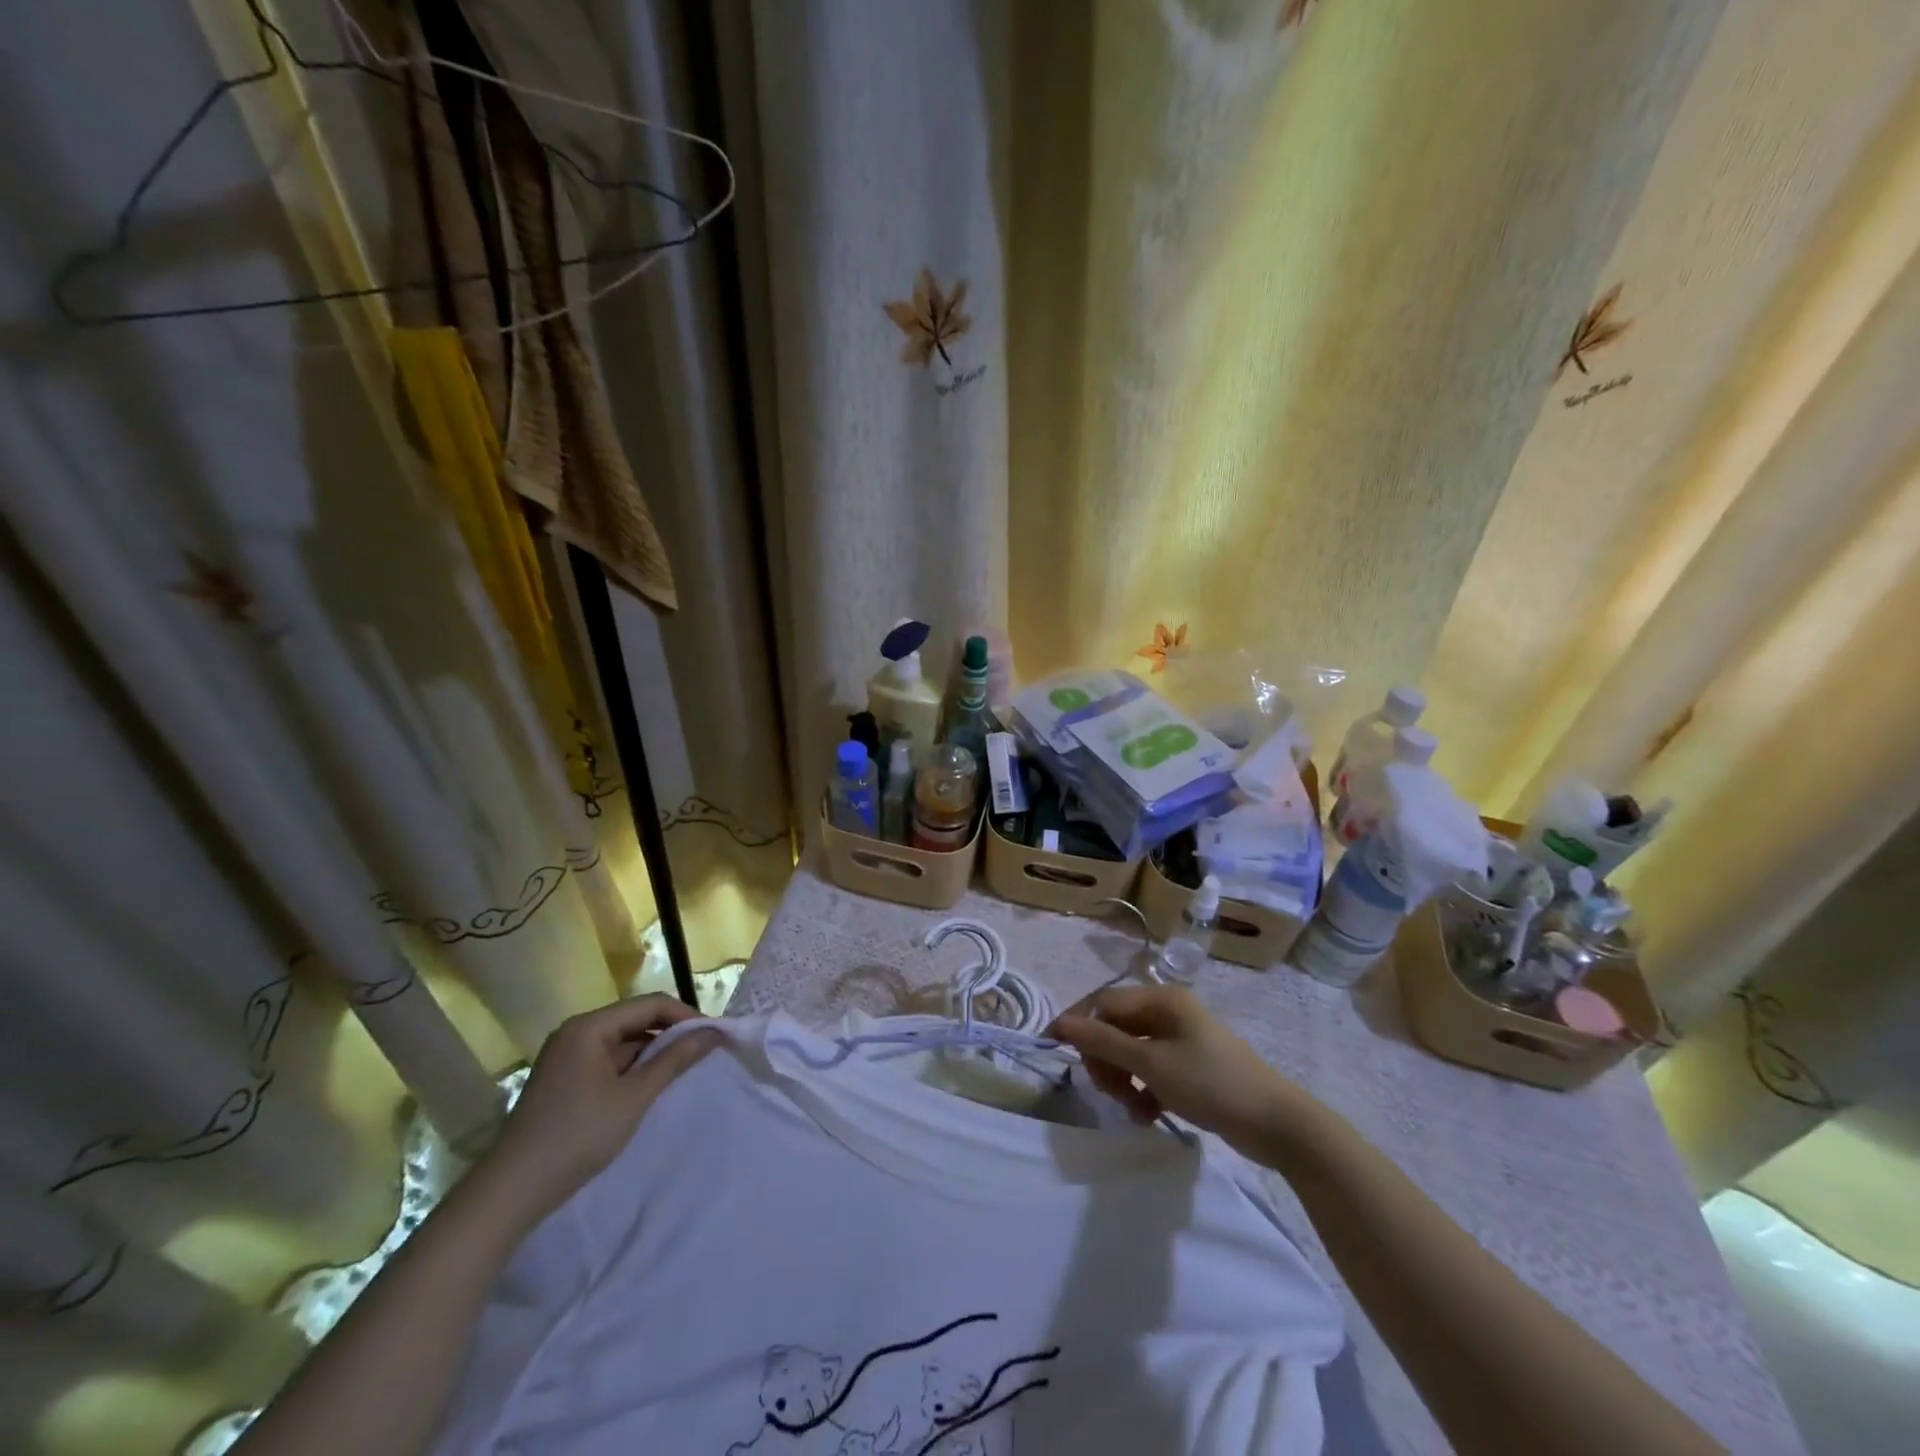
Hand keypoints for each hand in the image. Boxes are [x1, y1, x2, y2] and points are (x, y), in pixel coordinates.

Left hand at [484, 995, 722, 1224]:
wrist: (511, 1193)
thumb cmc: (577, 1137)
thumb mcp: (634, 1097)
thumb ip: (674, 1060)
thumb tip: (713, 1032)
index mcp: (589, 1027)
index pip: (650, 1004)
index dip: (686, 1015)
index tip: (714, 1036)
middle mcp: (576, 1033)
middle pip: (636, 1019)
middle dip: (671, 1034)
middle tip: (704, 1053)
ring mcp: (567, 1057)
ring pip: (623, 1042)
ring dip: (652, 1053)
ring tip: (682, 1072)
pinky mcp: (564, 1080)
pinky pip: (608, 1061)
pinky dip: (632, 1070)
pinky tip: (648, 1089)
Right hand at [1049, 984, 1319, 1158]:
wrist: (1276, 1124)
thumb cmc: (1211, 1083)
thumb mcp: (1151, 1063)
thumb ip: (1103, 1042)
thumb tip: (1061, 1023)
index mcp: (1161, 999)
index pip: (1104, 1003)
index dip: (1079, 1025)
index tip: (1057, 1052)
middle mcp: (1168, 1012)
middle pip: (1115, 1028)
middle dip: (1106, 1060)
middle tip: (1111, 1092)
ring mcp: (1180, 1039)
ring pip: (1131, 1053)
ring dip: (1124, 1080)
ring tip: (1134, 1109)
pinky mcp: (1189, 1066)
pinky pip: (1151, 1070)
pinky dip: (1143, 1090)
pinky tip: (1149, 1114)